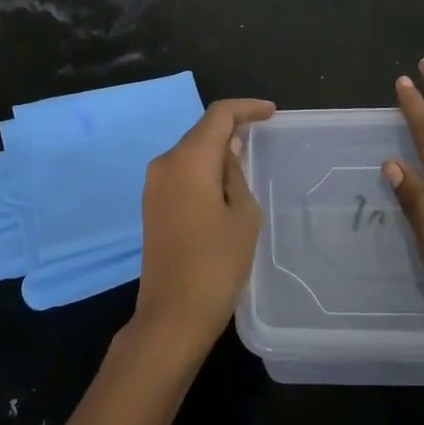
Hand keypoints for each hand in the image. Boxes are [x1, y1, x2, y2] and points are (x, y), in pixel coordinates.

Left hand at [131, 98, 275, 361]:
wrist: (172, 315)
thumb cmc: (216, 264)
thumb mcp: (242, 215)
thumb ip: (235, 173)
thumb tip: (228, 149)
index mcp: (188, 160)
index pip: (218, 116)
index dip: (246, 108)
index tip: (271, 112)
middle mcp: (165, 163)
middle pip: (201, 131)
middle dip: (231, 127)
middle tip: (262, 132)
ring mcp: (153, 185)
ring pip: (190, 152)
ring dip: (216, 149)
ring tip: (247, 156)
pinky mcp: (152, 204)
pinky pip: (181, 172)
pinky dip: (203, 168)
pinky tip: (223, 181)